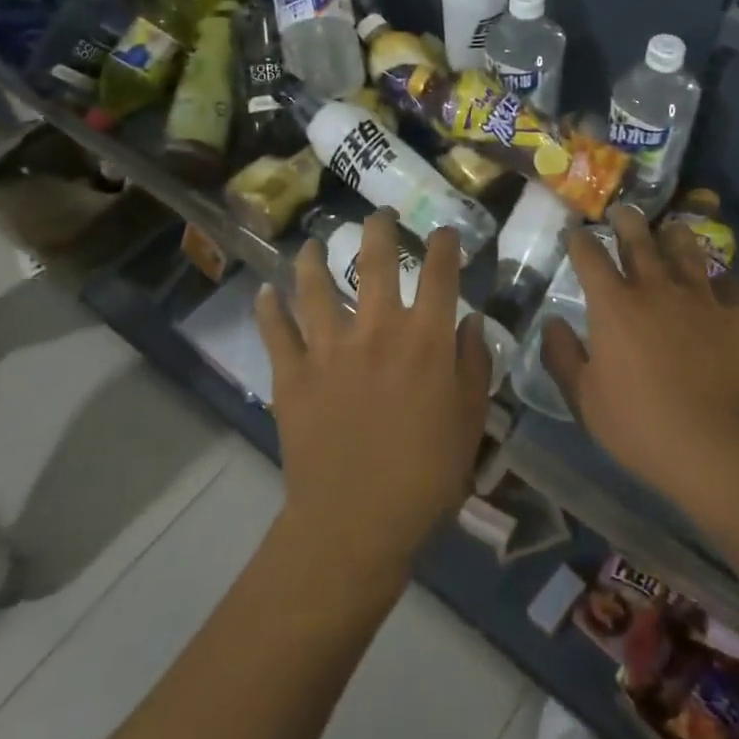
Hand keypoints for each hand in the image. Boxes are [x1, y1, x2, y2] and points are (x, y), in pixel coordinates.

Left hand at [255, 212, 492, 581]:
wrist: (355, 523)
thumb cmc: (424, 476)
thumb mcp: (470, 422)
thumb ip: (474, 365)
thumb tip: (472, 320)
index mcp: (425, 339)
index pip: (439, 273)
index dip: (443, 244)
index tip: (443, 231)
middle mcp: (377, 329)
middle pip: (375, 260)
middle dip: (379, 228)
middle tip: (378, 214)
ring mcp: (329, 348)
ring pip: (315, 286)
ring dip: (312, 258)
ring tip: (311, 243)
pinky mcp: (292, 373)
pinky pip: (275, 331)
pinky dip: (268, 309)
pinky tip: (264, 293)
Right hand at [541, 205, 738, 513]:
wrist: (721, 448)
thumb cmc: (641, 426)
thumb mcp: (585, 400)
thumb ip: (562, 356)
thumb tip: (551, 323)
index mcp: (614, 306)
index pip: (589, 256)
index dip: (579, 239)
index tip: (576, 230)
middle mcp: (657, 288)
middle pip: (639, 239)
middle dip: (627, 219)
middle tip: (622, 211)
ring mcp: (702, 298)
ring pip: (686, 249)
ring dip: (674, 235)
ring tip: (670, 229)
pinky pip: (728, 283)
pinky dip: (718, 277)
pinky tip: (717, 281)